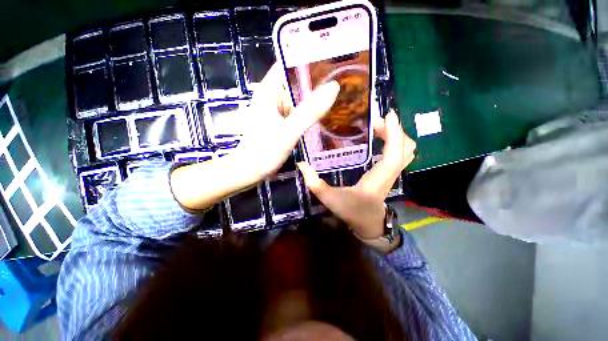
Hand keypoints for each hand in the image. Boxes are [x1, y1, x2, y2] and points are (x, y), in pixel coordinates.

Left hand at [170, 64, 338, 210]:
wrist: (250, 171)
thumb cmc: (264, 151)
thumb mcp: (289, 131)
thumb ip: (310, 111)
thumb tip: (333, 88)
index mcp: (269, 91)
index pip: (289, 63)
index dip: (309, 58)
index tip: (331, 58)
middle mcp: (272, 96)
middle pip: (296, 81)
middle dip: (317, 80)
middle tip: (341, 79)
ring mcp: (276, 109)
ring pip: (298, 97)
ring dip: (314, 96)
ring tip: (337, 94)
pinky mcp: (280, 121)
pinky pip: (297, 110)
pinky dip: (309, 111)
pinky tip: (323, 113)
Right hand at [298, 110, 415, 239]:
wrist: (369, 224)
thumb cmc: (351, 212)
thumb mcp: (330, 199)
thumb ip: (314, 183)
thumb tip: (301, 164)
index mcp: (377, 180)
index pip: (393, 155)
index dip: (394, 134)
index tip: (387, 115)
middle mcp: (390, 174)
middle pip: (406, 148)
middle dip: (394, 130)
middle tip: (375, 121)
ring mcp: (393, 173)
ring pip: (406, 150)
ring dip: (396, 135)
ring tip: (378, 127)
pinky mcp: (391, 173)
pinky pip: (400, 154)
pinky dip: (395, 141)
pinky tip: (380, 138)